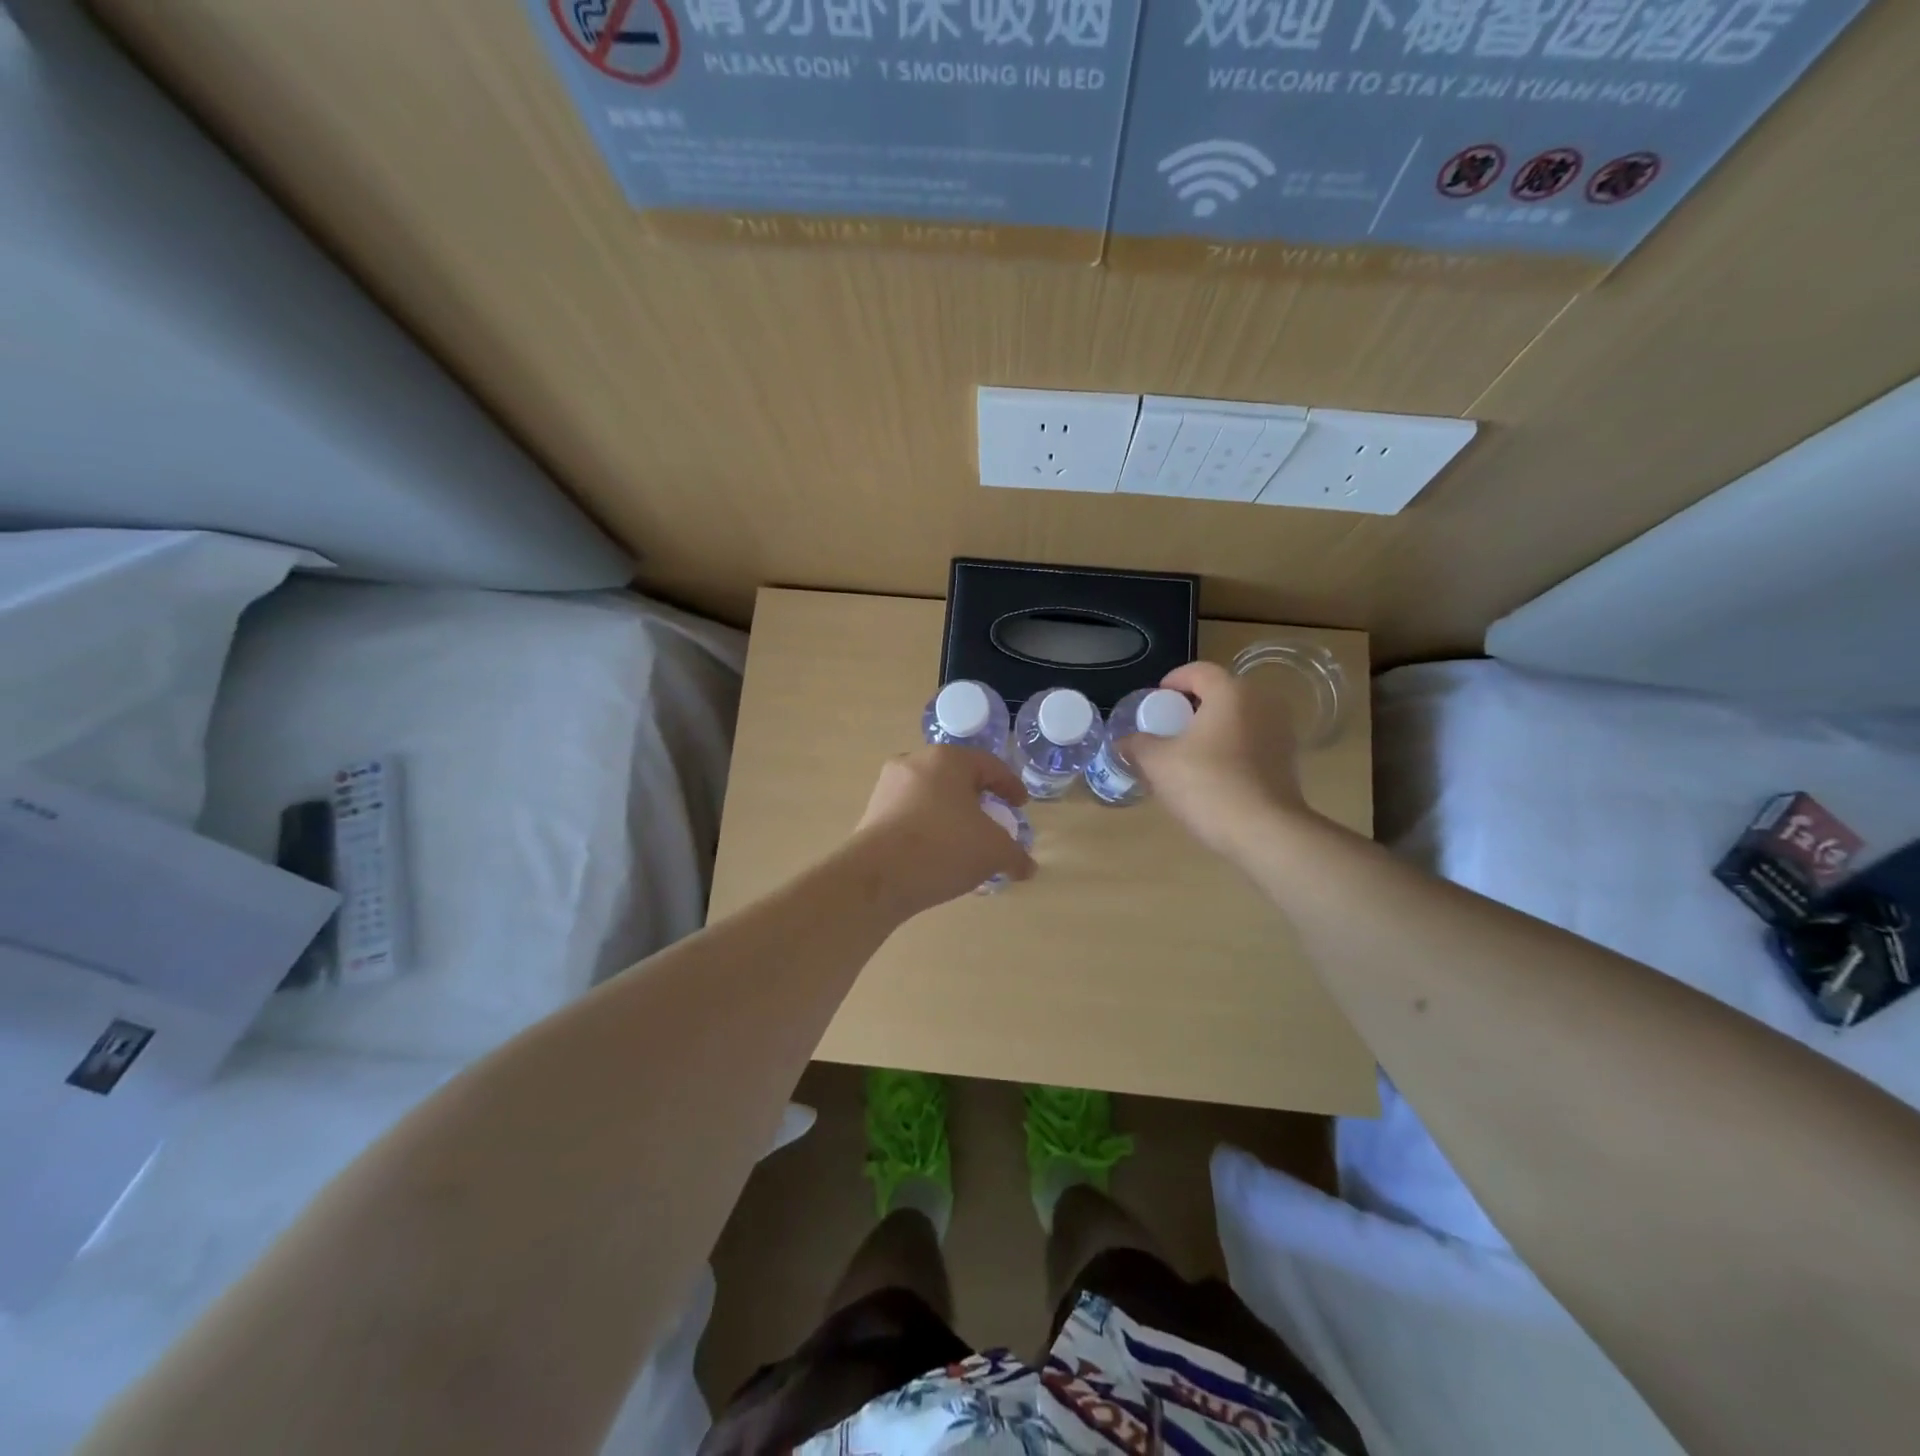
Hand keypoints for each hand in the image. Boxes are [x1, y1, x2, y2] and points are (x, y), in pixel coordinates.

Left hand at [846, 746, 1035, 918]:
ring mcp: (888, 787)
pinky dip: (929, 828)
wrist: (876, 877)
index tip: (1020, 805)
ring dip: (951, 815)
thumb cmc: (943, 848)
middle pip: (957, 778)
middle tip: (993, 821)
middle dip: (978, 799)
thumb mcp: (993, 852)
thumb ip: (1016, 855)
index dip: (1010, 786)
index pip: (989, 765)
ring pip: (932, 797)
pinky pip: (911, 815)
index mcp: (947, 759)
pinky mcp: (872, 812)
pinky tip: (938, 855)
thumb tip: (1028, 868)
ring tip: (965, 842)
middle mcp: (914, 763)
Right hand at [1126, 661, 1311, 857]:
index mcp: (1231, 692)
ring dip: (1212, 728)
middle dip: (1191, 707)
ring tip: (1187, 753)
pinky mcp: (1288, 760)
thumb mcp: (1158, 763)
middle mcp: (1262, 702)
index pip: (1198, 671)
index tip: (1154, 702)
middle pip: (1220, 693)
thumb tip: (1124, 741)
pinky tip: (1212, 773)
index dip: (1172, 681)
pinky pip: (1251, 741)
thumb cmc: (1207, 785)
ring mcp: (1280, 731)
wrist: (1264, 832)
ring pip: (1237, 718)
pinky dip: (1230, 747)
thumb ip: (1137, 745)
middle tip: (1167, 729)